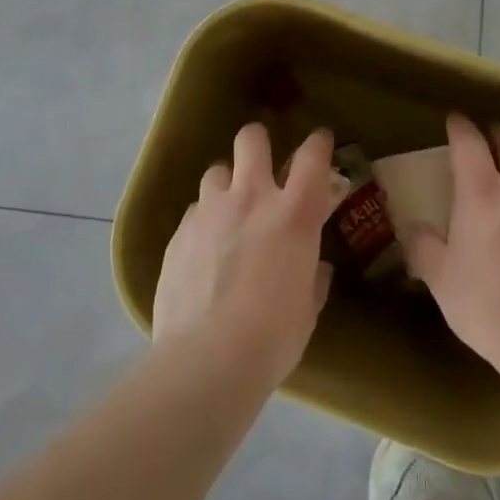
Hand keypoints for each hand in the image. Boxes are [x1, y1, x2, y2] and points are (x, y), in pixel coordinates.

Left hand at [152, 123, 340, 390]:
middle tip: (261, 162)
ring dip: (227, 184)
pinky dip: (204, 221)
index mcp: (294, 214)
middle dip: (257, 142)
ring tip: (228, 210)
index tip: (320, 142)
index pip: (312, 157)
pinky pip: (195, 211)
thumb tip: (314, 267)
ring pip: (217, 171)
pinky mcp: (178, 234)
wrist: (206, 360)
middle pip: (251, 140)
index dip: (318, 143)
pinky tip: (204, 249)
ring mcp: (210, 212)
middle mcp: (251, 199)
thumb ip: (312, 278)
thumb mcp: (307, 309)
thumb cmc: (272, 337)